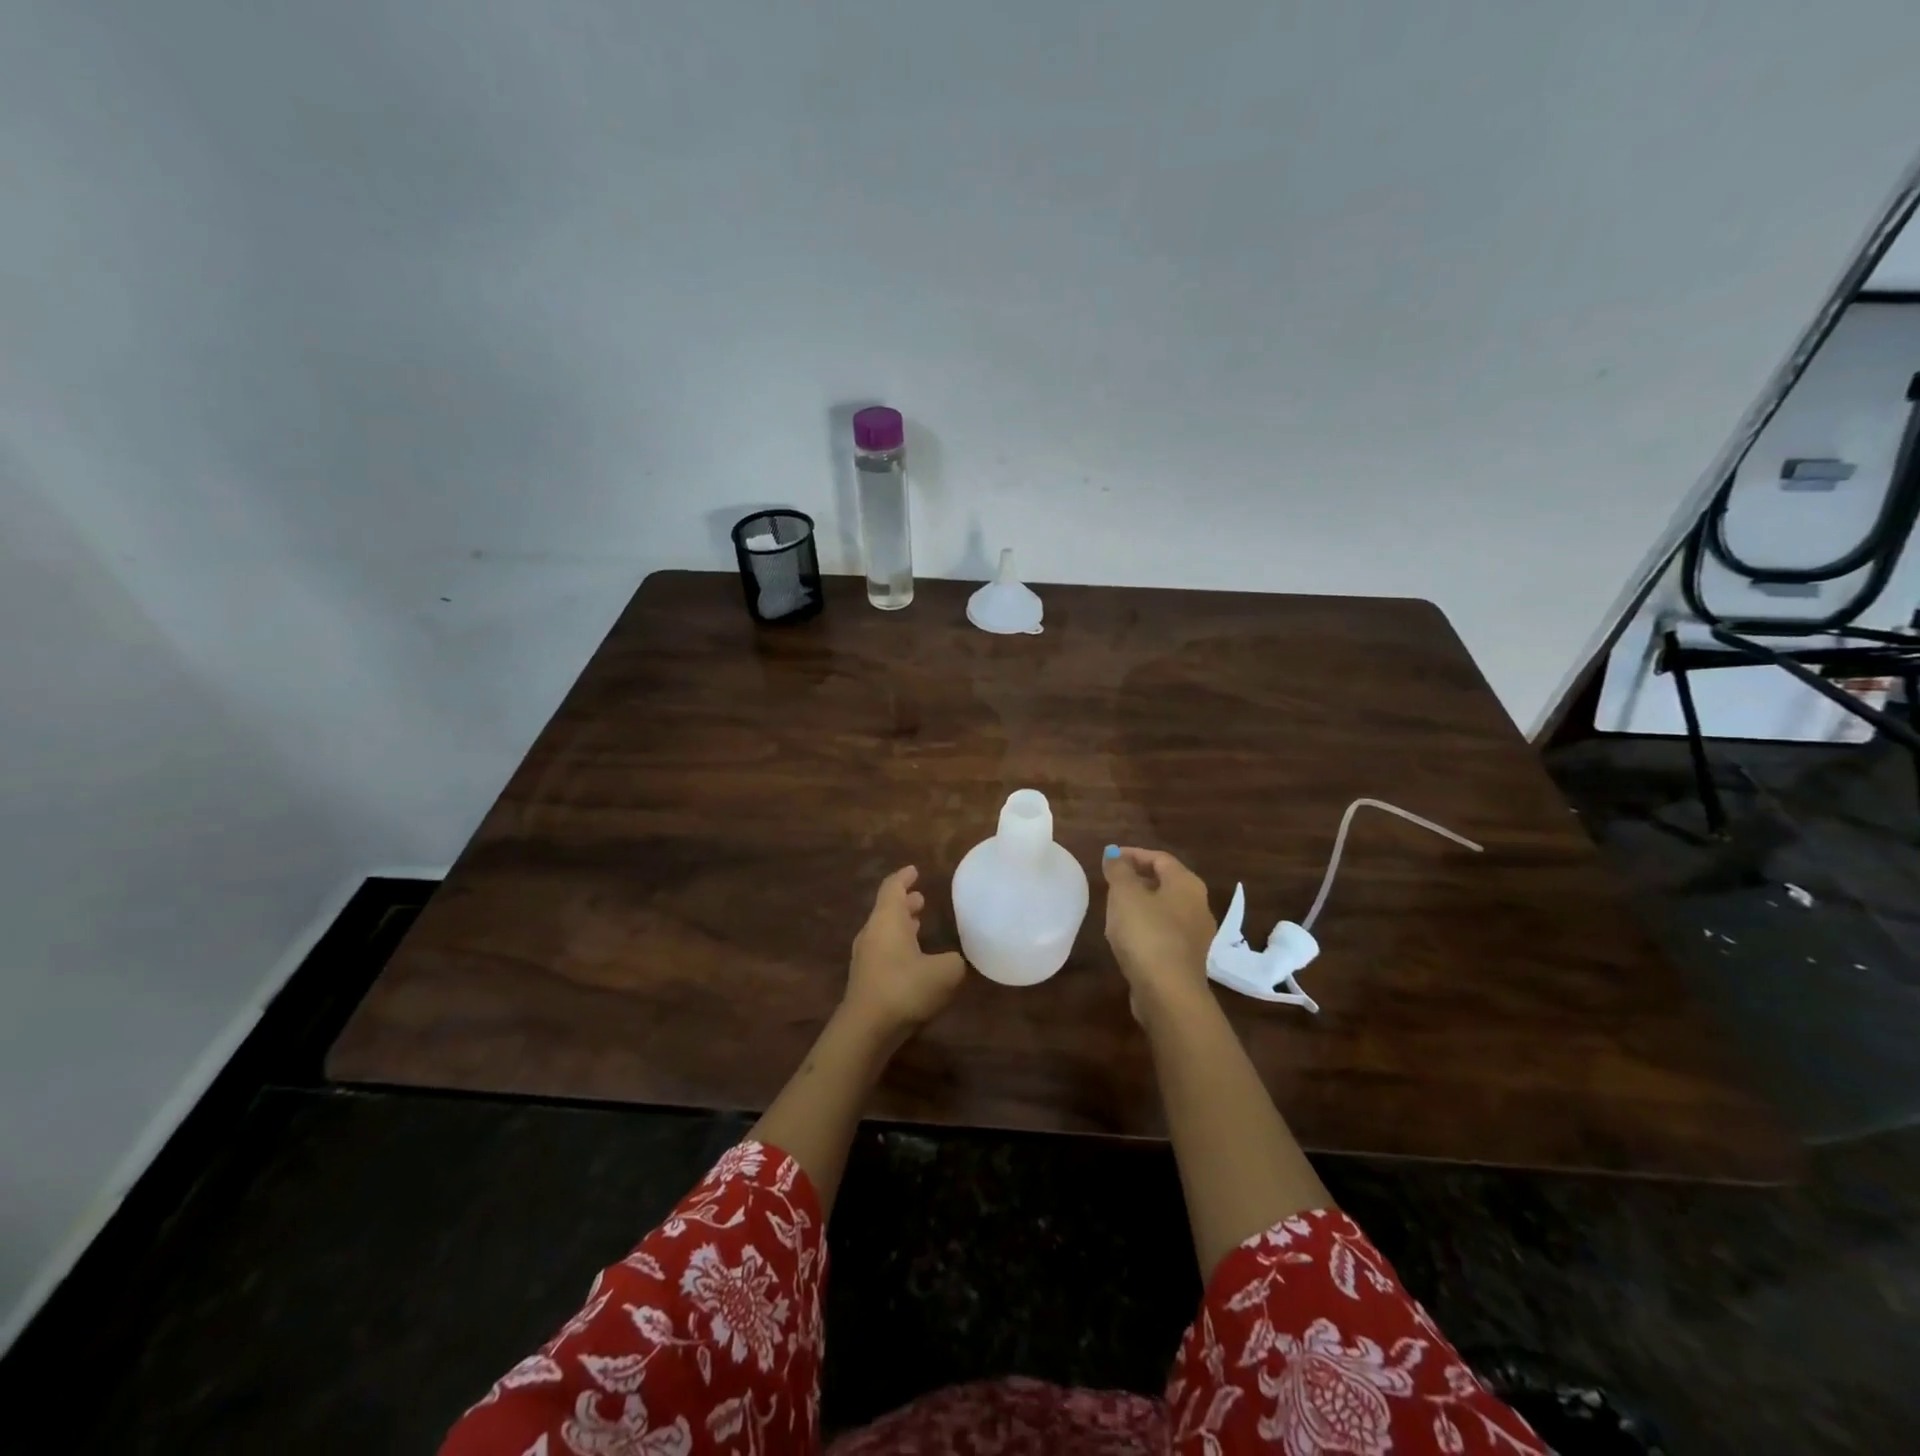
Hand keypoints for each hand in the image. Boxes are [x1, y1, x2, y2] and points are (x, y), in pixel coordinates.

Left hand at [843, 866, 966, 1038]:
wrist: (867, 1028)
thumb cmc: (905, 988)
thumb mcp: (945, 972)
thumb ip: (954, 960)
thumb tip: (953, 960)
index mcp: (888, 920)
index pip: (893, 888)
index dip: (904, 877)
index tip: (914, 870)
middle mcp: (872, 932)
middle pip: (887, 909)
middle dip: (905, 902)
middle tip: (921, 898)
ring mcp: (865, 956)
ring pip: (884, 930)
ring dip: (901, 924)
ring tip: (918, 923)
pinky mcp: (865, 978)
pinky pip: (883, 950)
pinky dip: (897, 945)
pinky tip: (912, 957)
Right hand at [1102, 846, 1217, 1025]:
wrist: (1168, 992)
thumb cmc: (1146, 933)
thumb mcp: (1124, 894)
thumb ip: (1118, 870)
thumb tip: (1113, 853)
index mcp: (1187, 884)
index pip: (1160, 858)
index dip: (1133, 854)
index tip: (1109, 858)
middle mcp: (1199, 905)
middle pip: (1166, 882)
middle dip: (1138, 878)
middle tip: (1111, 882)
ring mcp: (1197, 935)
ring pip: (1166, 909)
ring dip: (1142, 904)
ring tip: (1115, 908)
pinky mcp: (1188, 959)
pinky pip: (1165, 932)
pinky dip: (1147, 926)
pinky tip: (1128, 936)